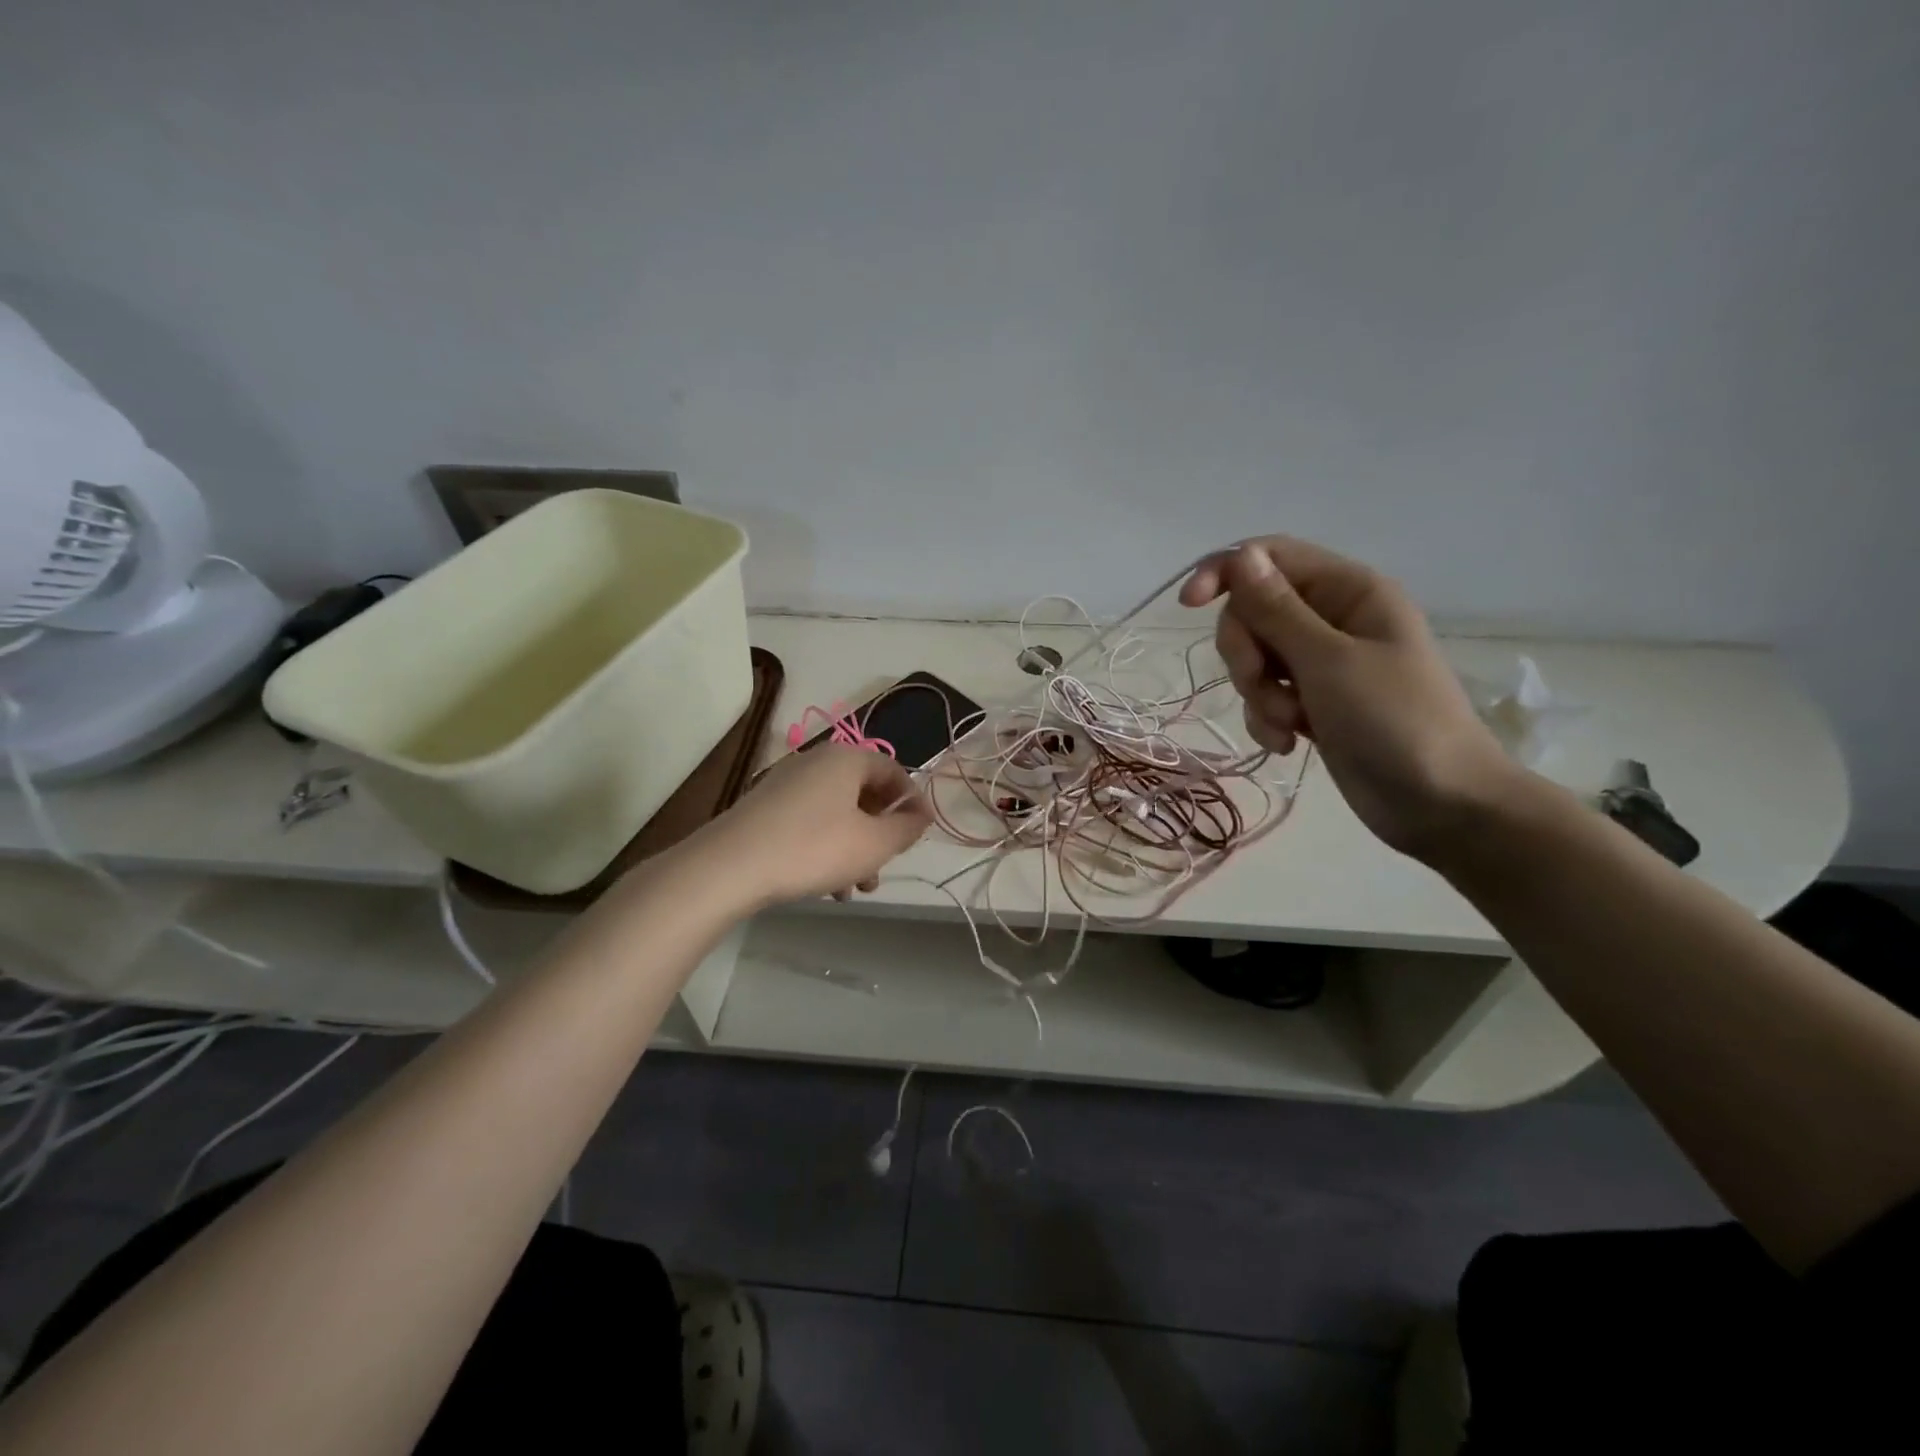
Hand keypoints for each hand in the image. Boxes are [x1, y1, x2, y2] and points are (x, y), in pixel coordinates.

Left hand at [693, 745, 932, 908]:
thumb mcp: (873, 844)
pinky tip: (827, 887)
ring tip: (857, 888)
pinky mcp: (767, 807)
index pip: (895, 771)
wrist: (729, 866)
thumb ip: (906, 829)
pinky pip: (811, 822)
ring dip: (855, 848)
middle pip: (865, 793)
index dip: (913, 802)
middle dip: (881, 833)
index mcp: (847, 758)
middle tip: (885, 866)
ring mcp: (788, 783)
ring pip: (838, 813)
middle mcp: (817, 761)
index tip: (920, 835)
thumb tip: (921, 815)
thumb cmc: (813, 848)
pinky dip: (827, 848)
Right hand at [1180, 537, 1515, 860]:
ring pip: (1254, 657)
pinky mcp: (1312, 702)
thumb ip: (1277, 609)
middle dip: (1245, 652)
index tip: (1188, 606)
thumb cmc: (1394, 721)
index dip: (1226, 572)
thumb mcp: (1328, 661)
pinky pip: (1266, 694)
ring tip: (1287, 723)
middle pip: (1253, 611)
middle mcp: (1332, 618)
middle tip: (1261, 684)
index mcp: (1348, 591)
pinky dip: (1267, 717)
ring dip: (1257, 693)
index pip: (1270, 556)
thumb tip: (1241, 556)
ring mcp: (1322, 663)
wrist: (1439, 804)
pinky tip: (1287, 743)